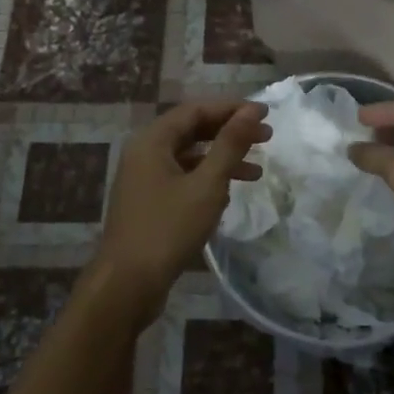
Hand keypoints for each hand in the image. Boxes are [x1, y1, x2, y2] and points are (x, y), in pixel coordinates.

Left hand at [93, 101, 270, 310]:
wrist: (127, 283)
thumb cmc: (168, 229)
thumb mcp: (207, 185)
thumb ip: (230, 145)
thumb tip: (252, 111)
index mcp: (152, 141)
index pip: (195, 110)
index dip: (231, 109)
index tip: (264, 114)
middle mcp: (144, 153)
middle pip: (191, 131)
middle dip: (229, 133)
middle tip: (266, 138)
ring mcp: (144, 179)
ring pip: (188, 157)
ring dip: (222, 159)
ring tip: (257, 170)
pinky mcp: (149, 203)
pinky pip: (182, 178)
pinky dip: (207, 180)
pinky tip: (229, 193)